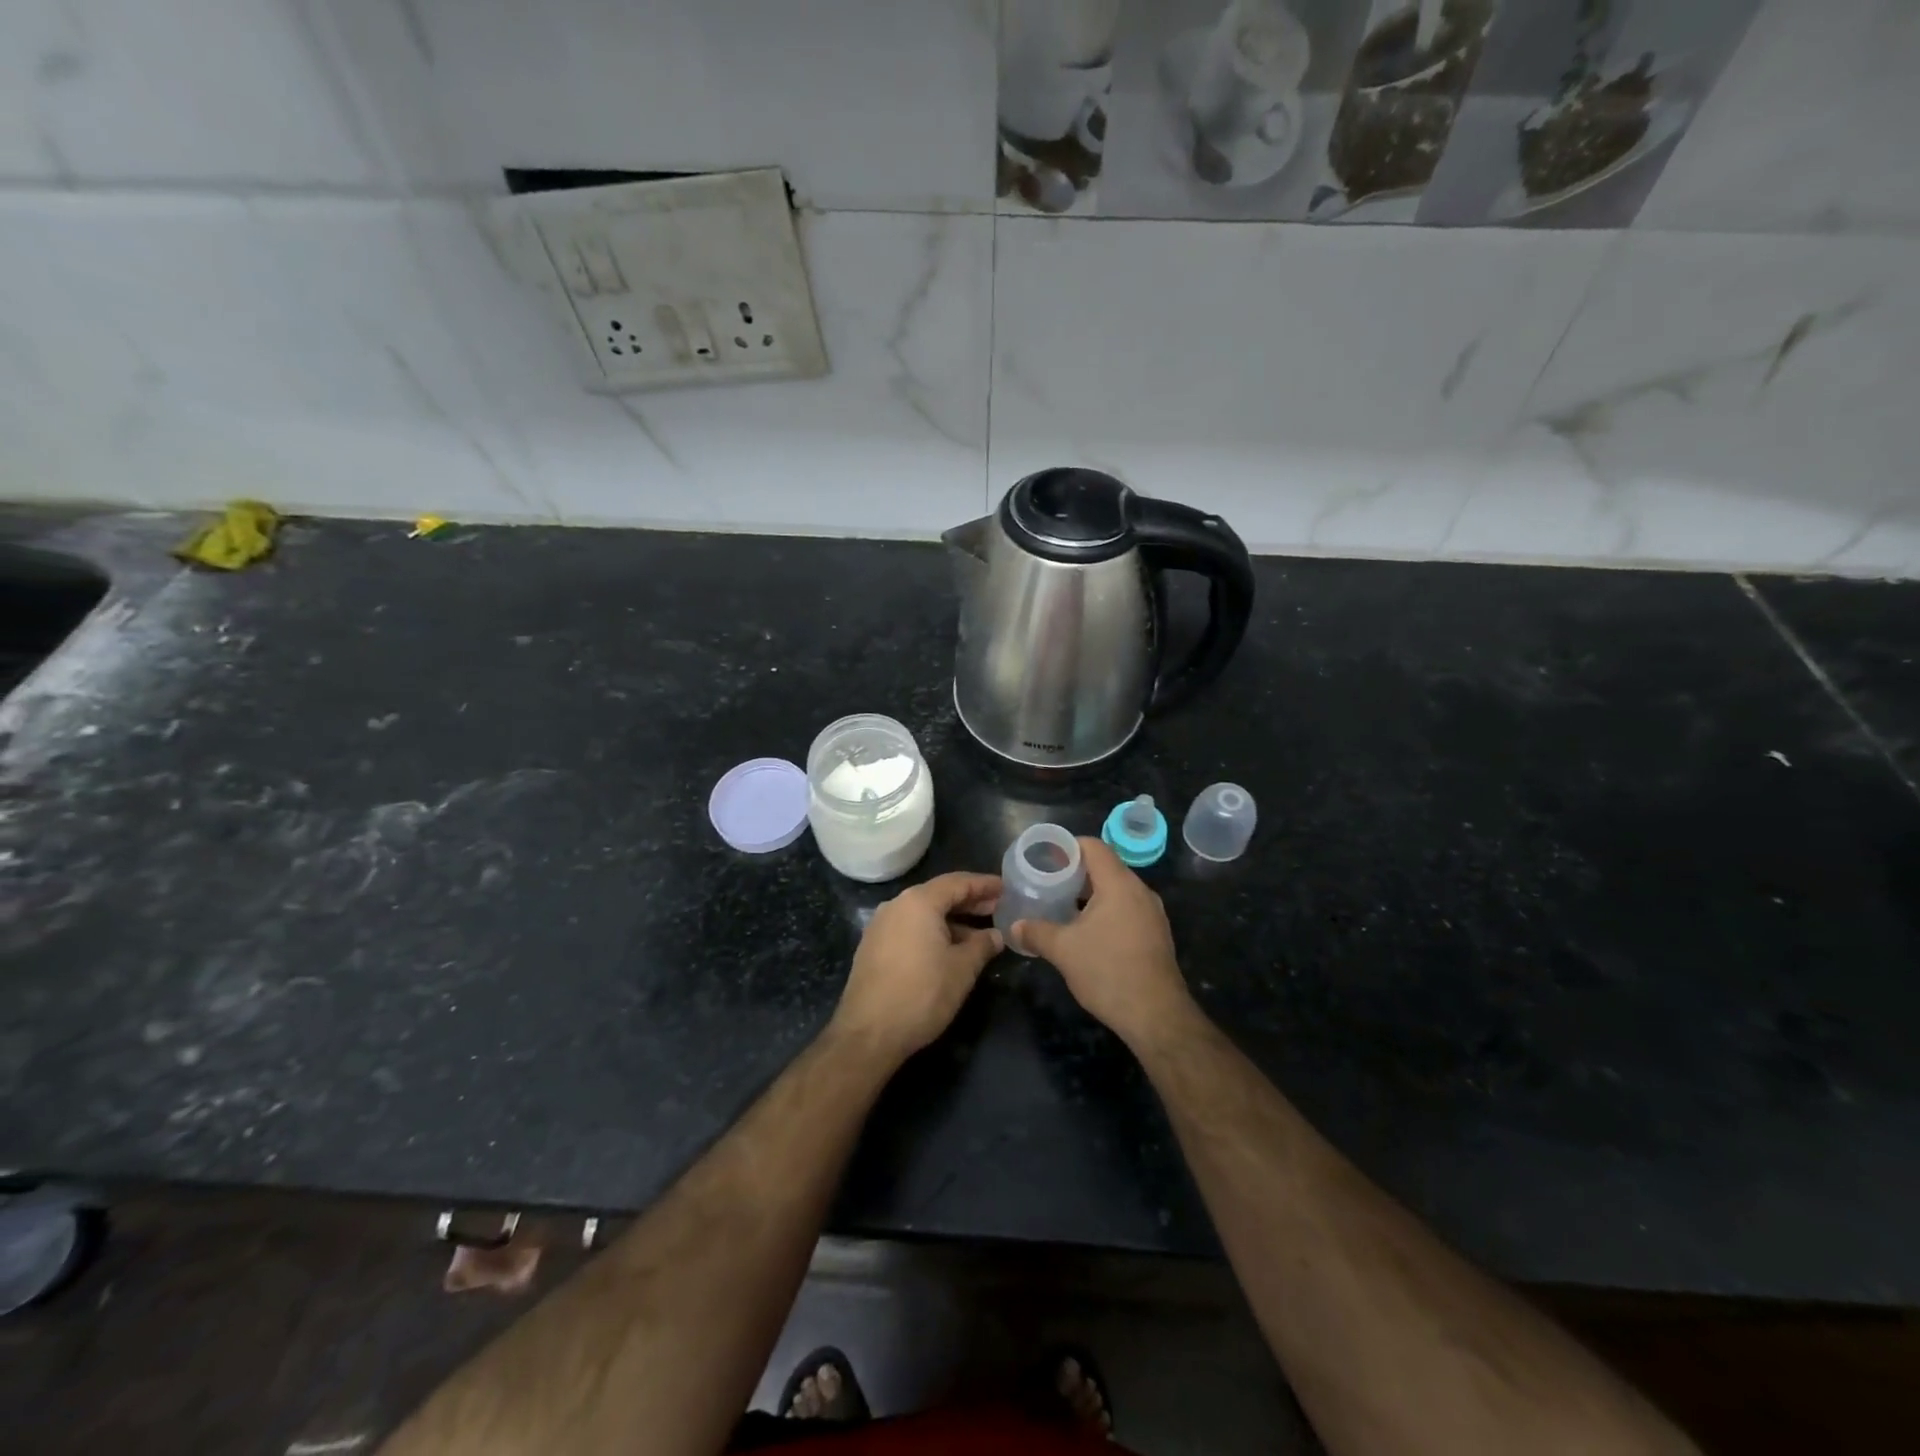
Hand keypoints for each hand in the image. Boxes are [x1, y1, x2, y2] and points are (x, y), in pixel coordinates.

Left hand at [832, 872, 1002, 1060]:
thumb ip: (982, 946)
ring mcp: (880, 926)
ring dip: (952, 921)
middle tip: (998, 909)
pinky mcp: (873, 947)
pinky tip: (949, 950)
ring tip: (979, 935)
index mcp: (918, 902)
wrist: (868, 1034)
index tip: (1006, 888)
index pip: (957, 882)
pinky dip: (932, 932)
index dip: (984, 885)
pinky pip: (909, 929)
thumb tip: (996, 935)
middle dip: (969, 902)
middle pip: (939, 895)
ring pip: (923, 914)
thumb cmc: (922, 994)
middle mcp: (896, 905)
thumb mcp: (962, 969)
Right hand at [1013, 838, 1196, 1048]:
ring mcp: (1152, 914)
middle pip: (1106, 866)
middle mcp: (1140, 892)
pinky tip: (1088, 930)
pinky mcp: (1156, 934)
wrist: (1156, 1015)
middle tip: (1048, 882)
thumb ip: (1037, 932)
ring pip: (1117, 890)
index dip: (1068, 846)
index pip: (1094, 847)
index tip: (1045, 857)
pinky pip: (1127, 909)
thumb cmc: (1108, 972)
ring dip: (1091, 893)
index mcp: (1119, 884)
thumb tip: (1016, 926)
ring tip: (1064, 905)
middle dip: (1076, 871)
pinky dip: (1106, 910)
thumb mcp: (1063, 950)